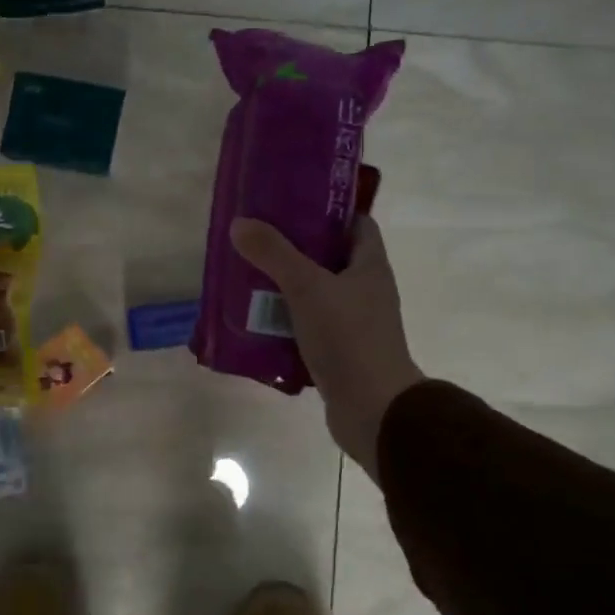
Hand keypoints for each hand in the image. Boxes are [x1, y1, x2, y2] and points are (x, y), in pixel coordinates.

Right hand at [230, 214, 424, 479]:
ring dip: (286, 288)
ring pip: (316, 295)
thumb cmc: (348, 338)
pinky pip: (309, 327)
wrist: (373, 409)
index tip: (293, 205)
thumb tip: (241, 223)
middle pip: (330, 259)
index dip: (329, 211)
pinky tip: (256, 322)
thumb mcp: (307, 287)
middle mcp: (366, 291)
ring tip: (248, 278)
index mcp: (370, 266)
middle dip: (295, 249)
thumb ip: (274, 254)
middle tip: (257, 240)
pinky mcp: (340, 352)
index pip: (357, 224)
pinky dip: (286, 323)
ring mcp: (354, 324)